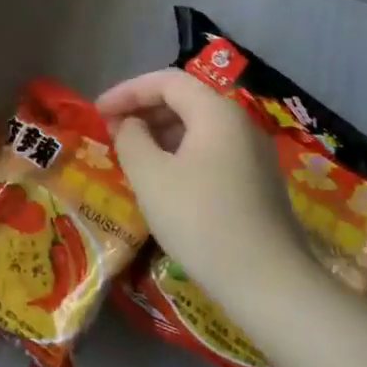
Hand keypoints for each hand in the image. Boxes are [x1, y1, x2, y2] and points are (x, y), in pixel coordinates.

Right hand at [99, 68, 315, 315]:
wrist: (269, 285)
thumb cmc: (201, 220)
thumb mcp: (150, 176)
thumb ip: (131, 138)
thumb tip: (130, 124)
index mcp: (216, 112)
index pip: (166, 81)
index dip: (127, 91)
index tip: (97, 111)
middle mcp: (241, 123)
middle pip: (185, 99)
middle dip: (143, 110)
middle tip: (111, 131)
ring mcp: (255, 154)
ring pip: (199, 127)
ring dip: (161, 133)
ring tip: (132, 155)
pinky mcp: (259, 183)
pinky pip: (212, 151)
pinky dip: (181, 153)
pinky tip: (164, 180)